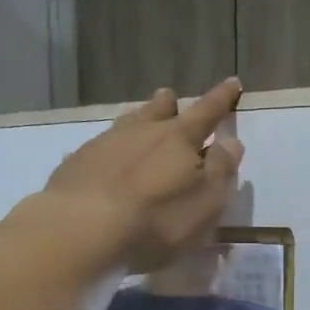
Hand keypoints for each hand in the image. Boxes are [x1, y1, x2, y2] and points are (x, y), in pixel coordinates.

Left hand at [44, 79, 245, 272]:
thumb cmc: (157, 218)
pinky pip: (99, 147)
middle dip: (170, 104)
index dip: (222, 99)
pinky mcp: (76, 163)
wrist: (81, 227)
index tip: (232, 82)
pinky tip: (105, 157)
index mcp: (179, 138)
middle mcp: (142, 132)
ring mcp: (104, 144)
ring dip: (139, 120)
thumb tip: (231, 142)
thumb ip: (221, 169)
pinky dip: (110, 148)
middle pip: (159, 110)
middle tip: (172, 97)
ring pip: (127, 124)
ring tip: (140, 119)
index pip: (207, 112)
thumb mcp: (206, 201)